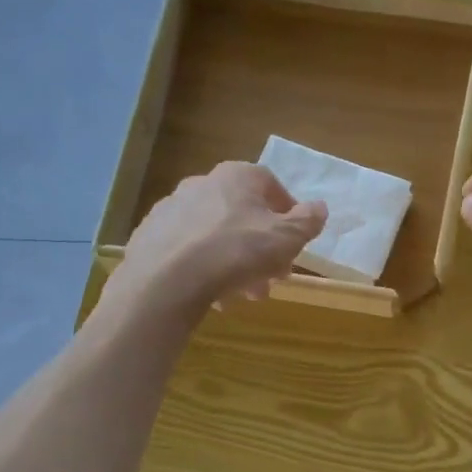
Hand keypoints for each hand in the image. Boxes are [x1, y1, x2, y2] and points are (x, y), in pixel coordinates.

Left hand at [108, 162, 327, 318]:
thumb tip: (319, 207)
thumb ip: (307, 221)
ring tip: (245, 294)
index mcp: (237, 176)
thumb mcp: (286, 239)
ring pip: (216, 236)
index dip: (288, 215)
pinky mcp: (151, 236)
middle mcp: (202, 183)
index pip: (271, 186)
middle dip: (263, 248)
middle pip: (243, 215)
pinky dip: (206, 269)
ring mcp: (172, 209)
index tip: (295, 243)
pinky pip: (189, 251)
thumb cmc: (237, 251)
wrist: (167, 278)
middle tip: (273, 278)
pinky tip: (214, 295)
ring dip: (237, 263)